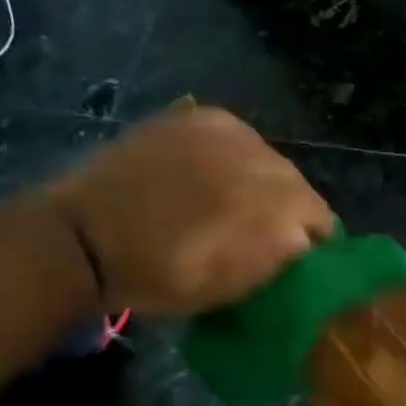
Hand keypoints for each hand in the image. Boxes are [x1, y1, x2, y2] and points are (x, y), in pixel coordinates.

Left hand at [37, 106, 332, 315]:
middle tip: (257, 230)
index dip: (310, 241)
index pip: (322, 221)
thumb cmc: (160, 277)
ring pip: (269, 158)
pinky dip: (232, 153)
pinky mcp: (201, 117)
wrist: (84, 237)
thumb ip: (278, 260)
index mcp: (278, 212)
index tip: (292, 257)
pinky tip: (206, 171)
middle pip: (298, 185)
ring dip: (259, 179)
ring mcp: (233, 135)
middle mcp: (267, 165)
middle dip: (286, 208)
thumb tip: (302, 242)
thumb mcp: (231, 287)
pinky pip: (237, 136)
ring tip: (227, 198)